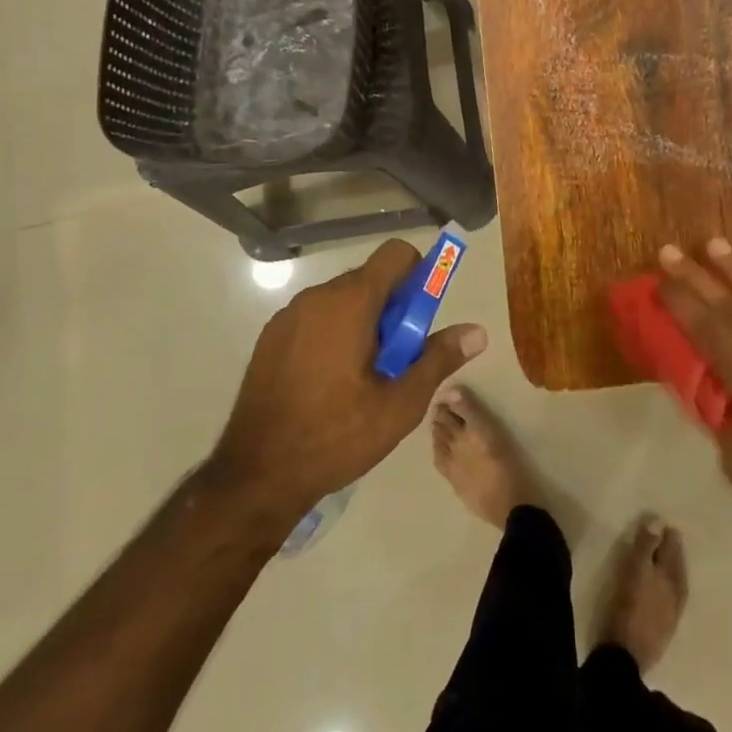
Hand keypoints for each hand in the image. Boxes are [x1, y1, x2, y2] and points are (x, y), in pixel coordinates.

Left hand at [212, 240, 486, 519]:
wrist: (254, 477)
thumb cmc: (335, 436)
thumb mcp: (399, 404)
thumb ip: (438, 359)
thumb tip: (477, 332)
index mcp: (351, 301)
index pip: (396, 254)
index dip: (418, 274)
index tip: (420, 317)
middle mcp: (317, 296)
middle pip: (370, 280)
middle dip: (392, 309)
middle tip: (395, 360)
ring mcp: (288, 315)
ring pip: (342, 300)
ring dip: (362, 323)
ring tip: (362, 379)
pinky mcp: (270, 337)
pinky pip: (315, 318)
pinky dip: (332, 334)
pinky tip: (328, 384)